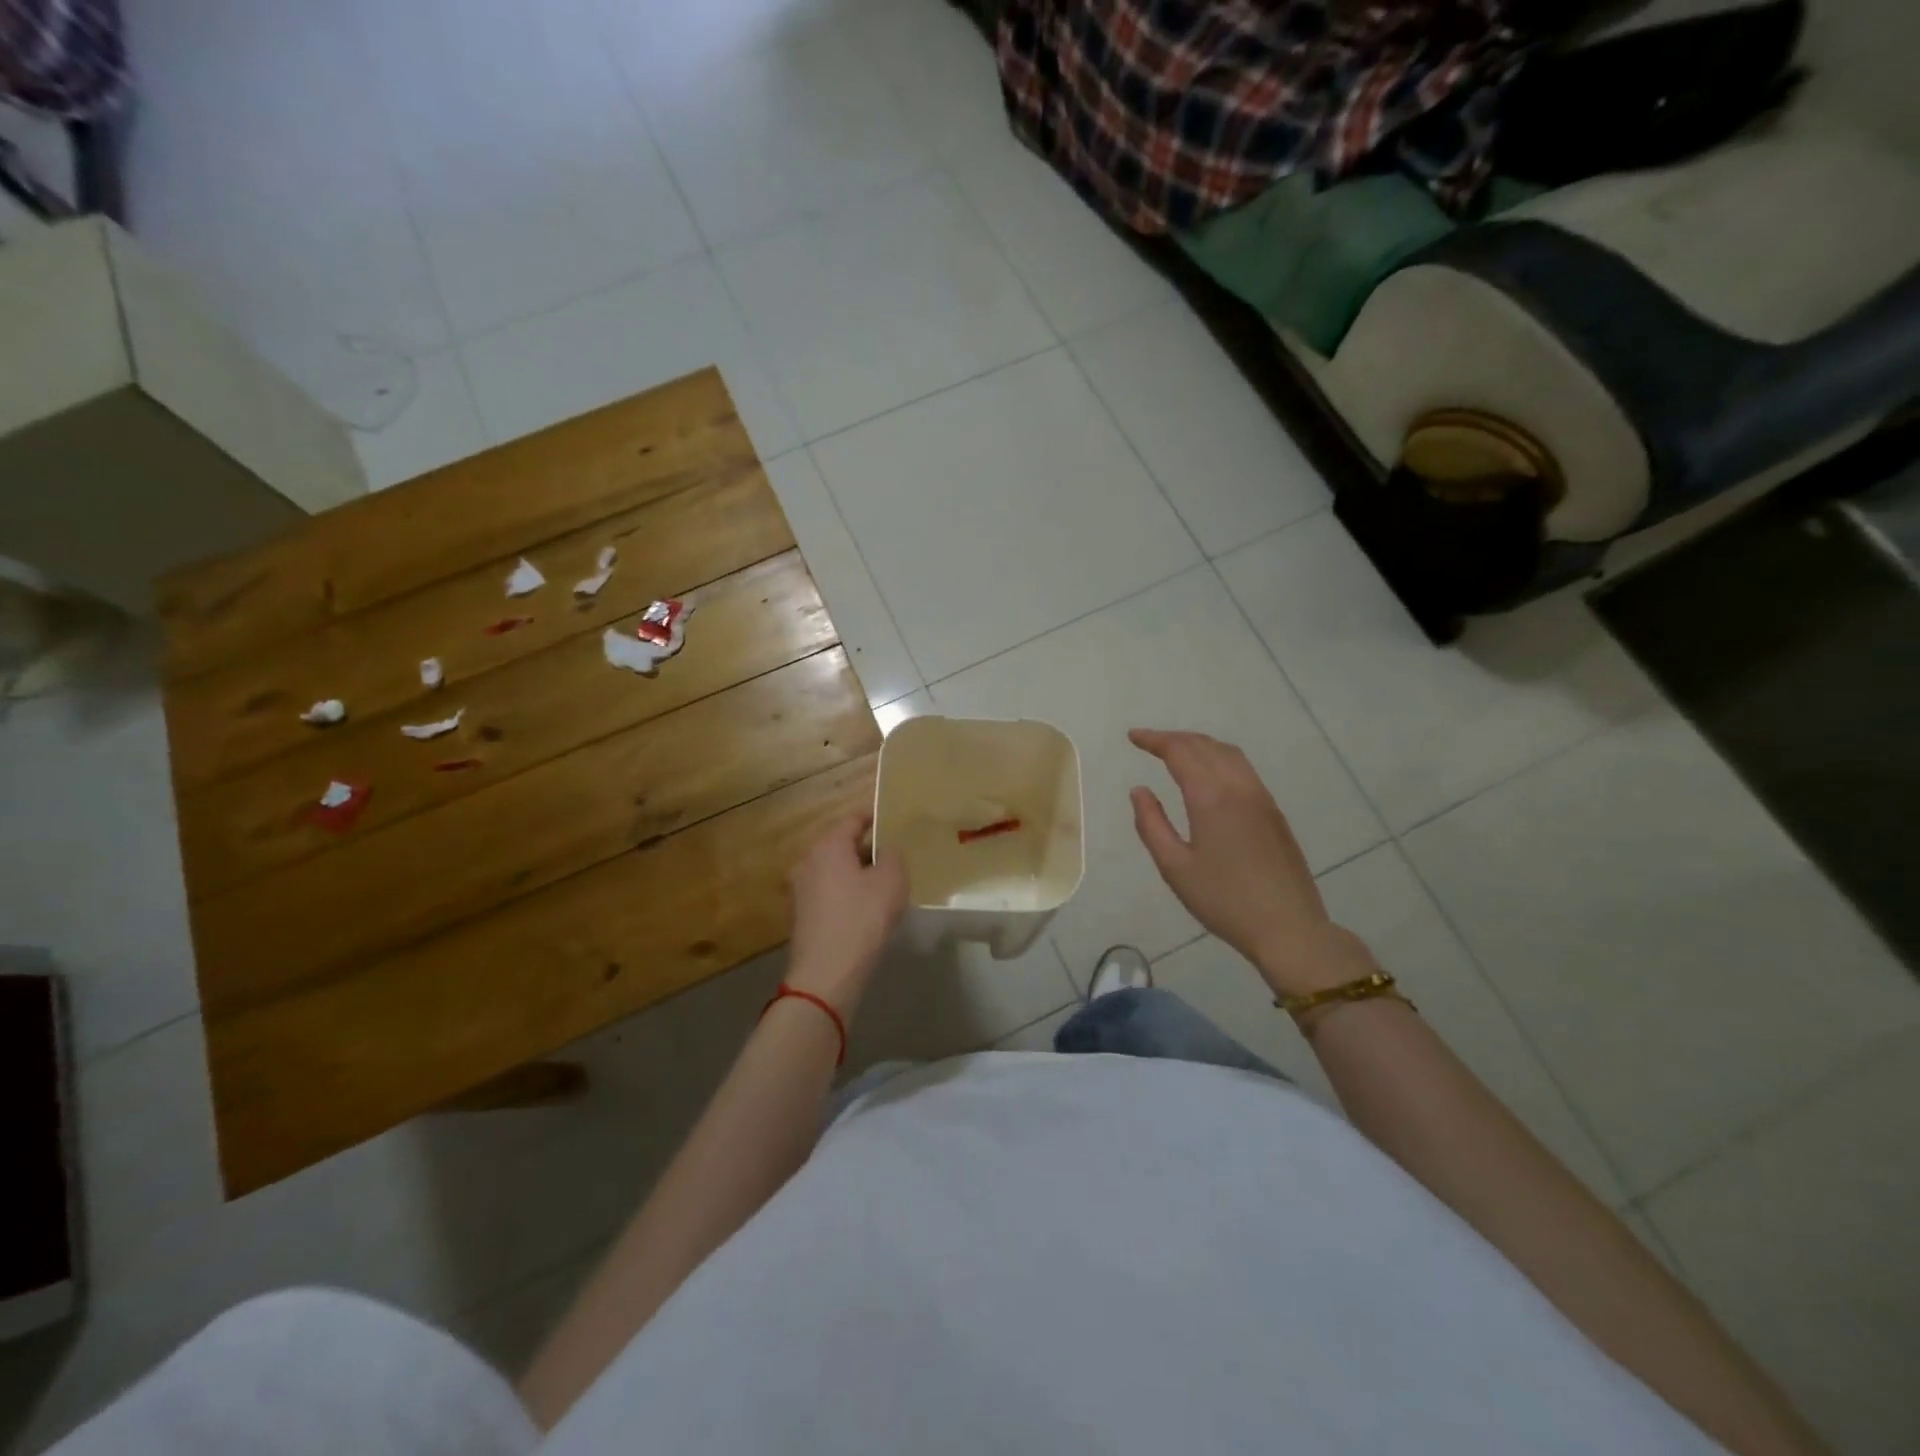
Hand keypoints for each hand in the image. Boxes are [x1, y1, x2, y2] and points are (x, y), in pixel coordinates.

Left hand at [785, 812, 908, 1016]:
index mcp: (828, 846)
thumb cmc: (863, 918)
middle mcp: (808, 861)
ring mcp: (800, 890)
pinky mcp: (801, 915)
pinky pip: (828, 893)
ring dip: (855, 873)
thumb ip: (892, 855)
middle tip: (891, 856)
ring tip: (881, 884)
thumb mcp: (892, 880)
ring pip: (833, 871)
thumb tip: (885, 850)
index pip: (852, 820)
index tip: (890, 820)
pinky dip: (845, 894)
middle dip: (865, 848)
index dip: (873, 818)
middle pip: (840, 845)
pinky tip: (864, 909)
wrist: (827, 973)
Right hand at [1128, 729, 1373, 996]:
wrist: (1288, 927)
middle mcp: (1239, 787)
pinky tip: (1209, 773)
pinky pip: (1243, 768)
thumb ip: (1151, 824)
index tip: (1133, 737)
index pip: (1179, 752)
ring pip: (1228, 753)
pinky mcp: (1273, 811)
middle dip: (1174, 738)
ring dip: (1199, 744)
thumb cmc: (1223, 900)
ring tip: (1176, 751)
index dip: (1154, 740)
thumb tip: (1139, 791)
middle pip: (1205, 746)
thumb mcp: (1174, 867)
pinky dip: (1218, 757)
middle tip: (1148, 742)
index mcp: (1211, 797)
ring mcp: (1261, 797)